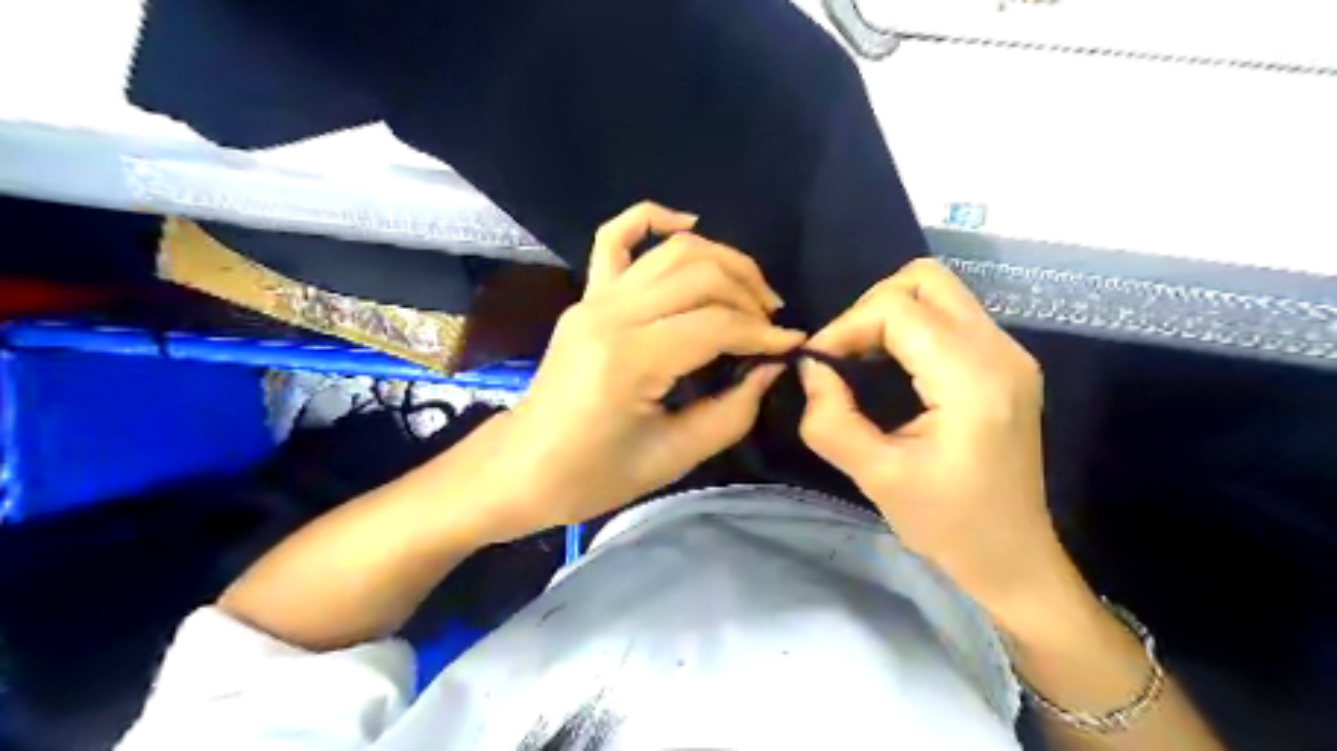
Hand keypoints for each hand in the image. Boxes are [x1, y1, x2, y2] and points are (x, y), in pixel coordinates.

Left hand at [473, 204, 802, 542]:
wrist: (521, 469)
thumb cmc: (592, 476)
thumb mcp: (672, 457)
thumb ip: (732, 411)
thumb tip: (771, 367)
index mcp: (630, 360)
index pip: (715, 325)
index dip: (763, 334)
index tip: (792, 346)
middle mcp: (611, 314)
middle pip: (699, 275)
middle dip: (749, 293)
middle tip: (773, 323)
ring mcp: (593, 299)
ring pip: (671, 252)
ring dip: (722, 262)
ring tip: (750, 293)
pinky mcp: (585, 297)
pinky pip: (614, 238)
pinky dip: (651, 218)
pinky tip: (688, 222)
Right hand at [798, 261, 1079, 629]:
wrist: (1013, 557)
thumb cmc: (947, 525)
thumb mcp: (876, 477)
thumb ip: (831, 420)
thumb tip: (810, 367)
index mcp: (973, 380)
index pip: (897, 309)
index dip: (845, 326)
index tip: (818, 365)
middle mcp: (1000, 351)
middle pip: (924, 280)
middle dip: (869, 307)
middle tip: (843, 354)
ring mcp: (1010, 353)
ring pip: (939, 291)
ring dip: (890, 313)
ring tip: (861, 358)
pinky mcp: (1006, 363)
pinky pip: (950, 316)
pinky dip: (910, 327)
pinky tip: (891, 366)